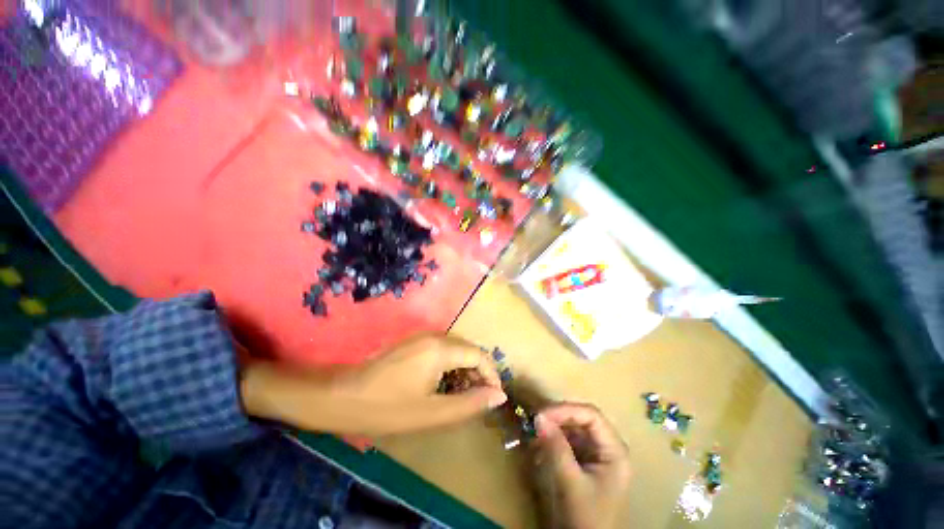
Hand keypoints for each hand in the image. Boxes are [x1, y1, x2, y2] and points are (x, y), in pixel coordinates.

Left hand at [241, 335, 506, 435]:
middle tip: (476, 400)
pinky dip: (450, 365)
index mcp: (441, 349)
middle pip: (468, 350)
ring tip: (460, 395)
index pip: (479, 355)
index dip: (491, 375)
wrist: (343, 396)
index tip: (493, 397)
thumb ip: (469, 403)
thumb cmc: (388, 408)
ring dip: (464, 370)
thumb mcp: (432, 412)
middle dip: (477, 373)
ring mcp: (423, 336)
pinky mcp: (414, 342)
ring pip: (456, 349)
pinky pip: (442, 349)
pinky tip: (442, 384)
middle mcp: (435, 336)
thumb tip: (498, 396)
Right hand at [532, 403, 630, 528]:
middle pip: (582, 419)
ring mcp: (596, 455)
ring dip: (553, 429)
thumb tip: (539, 417)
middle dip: (558, 418)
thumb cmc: (587, 518)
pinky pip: (567, 441)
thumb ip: (556, 448)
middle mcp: (607, 448)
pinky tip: (539, 446)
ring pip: (573, 429)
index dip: (566, 410)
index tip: (542, 414)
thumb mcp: (571, 483)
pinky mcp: (584, 462)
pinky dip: (553, 441)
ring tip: (535, 433)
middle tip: (535, 421)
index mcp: (615, 451)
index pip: (591, 415)